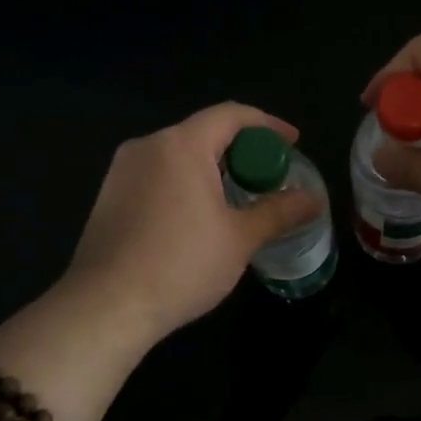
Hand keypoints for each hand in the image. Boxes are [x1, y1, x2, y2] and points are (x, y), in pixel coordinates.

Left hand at [61, 103, 322, 347]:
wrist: (106, 306)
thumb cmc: (181, 265)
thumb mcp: (240, 238)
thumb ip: (279, 212)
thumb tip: (314, 200)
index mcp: (182, 145)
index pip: (232, 115)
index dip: (268, 124)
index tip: (293, 143)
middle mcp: (148, 145)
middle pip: (204, 132)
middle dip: (241, 149)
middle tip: (268, 177)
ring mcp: (122, 170)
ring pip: (178, 154)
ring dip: (212, 167)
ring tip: (237, 197)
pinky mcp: (108, 195)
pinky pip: (156, 174)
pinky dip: (184, 182)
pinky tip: (196, 216)